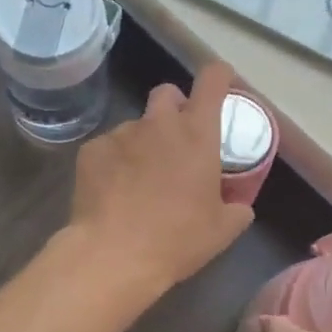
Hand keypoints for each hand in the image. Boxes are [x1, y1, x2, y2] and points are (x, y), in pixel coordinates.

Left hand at [67, 62, 255, 296]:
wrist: (114, 254)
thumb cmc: (177, 239)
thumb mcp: (222, 229)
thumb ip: (237, 208)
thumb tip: (240, 205)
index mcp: (197, 133)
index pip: (212, 80)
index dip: (218, 76)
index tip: (221, 84)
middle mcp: (158, 122)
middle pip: (167, 93)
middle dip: (174, 108)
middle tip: (177, 142)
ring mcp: (121, 133)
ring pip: (135, 126)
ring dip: (143, 142)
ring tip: (139, 180)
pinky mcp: (91, 150)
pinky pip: (108, 148)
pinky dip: (115, 162)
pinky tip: (114, 192)